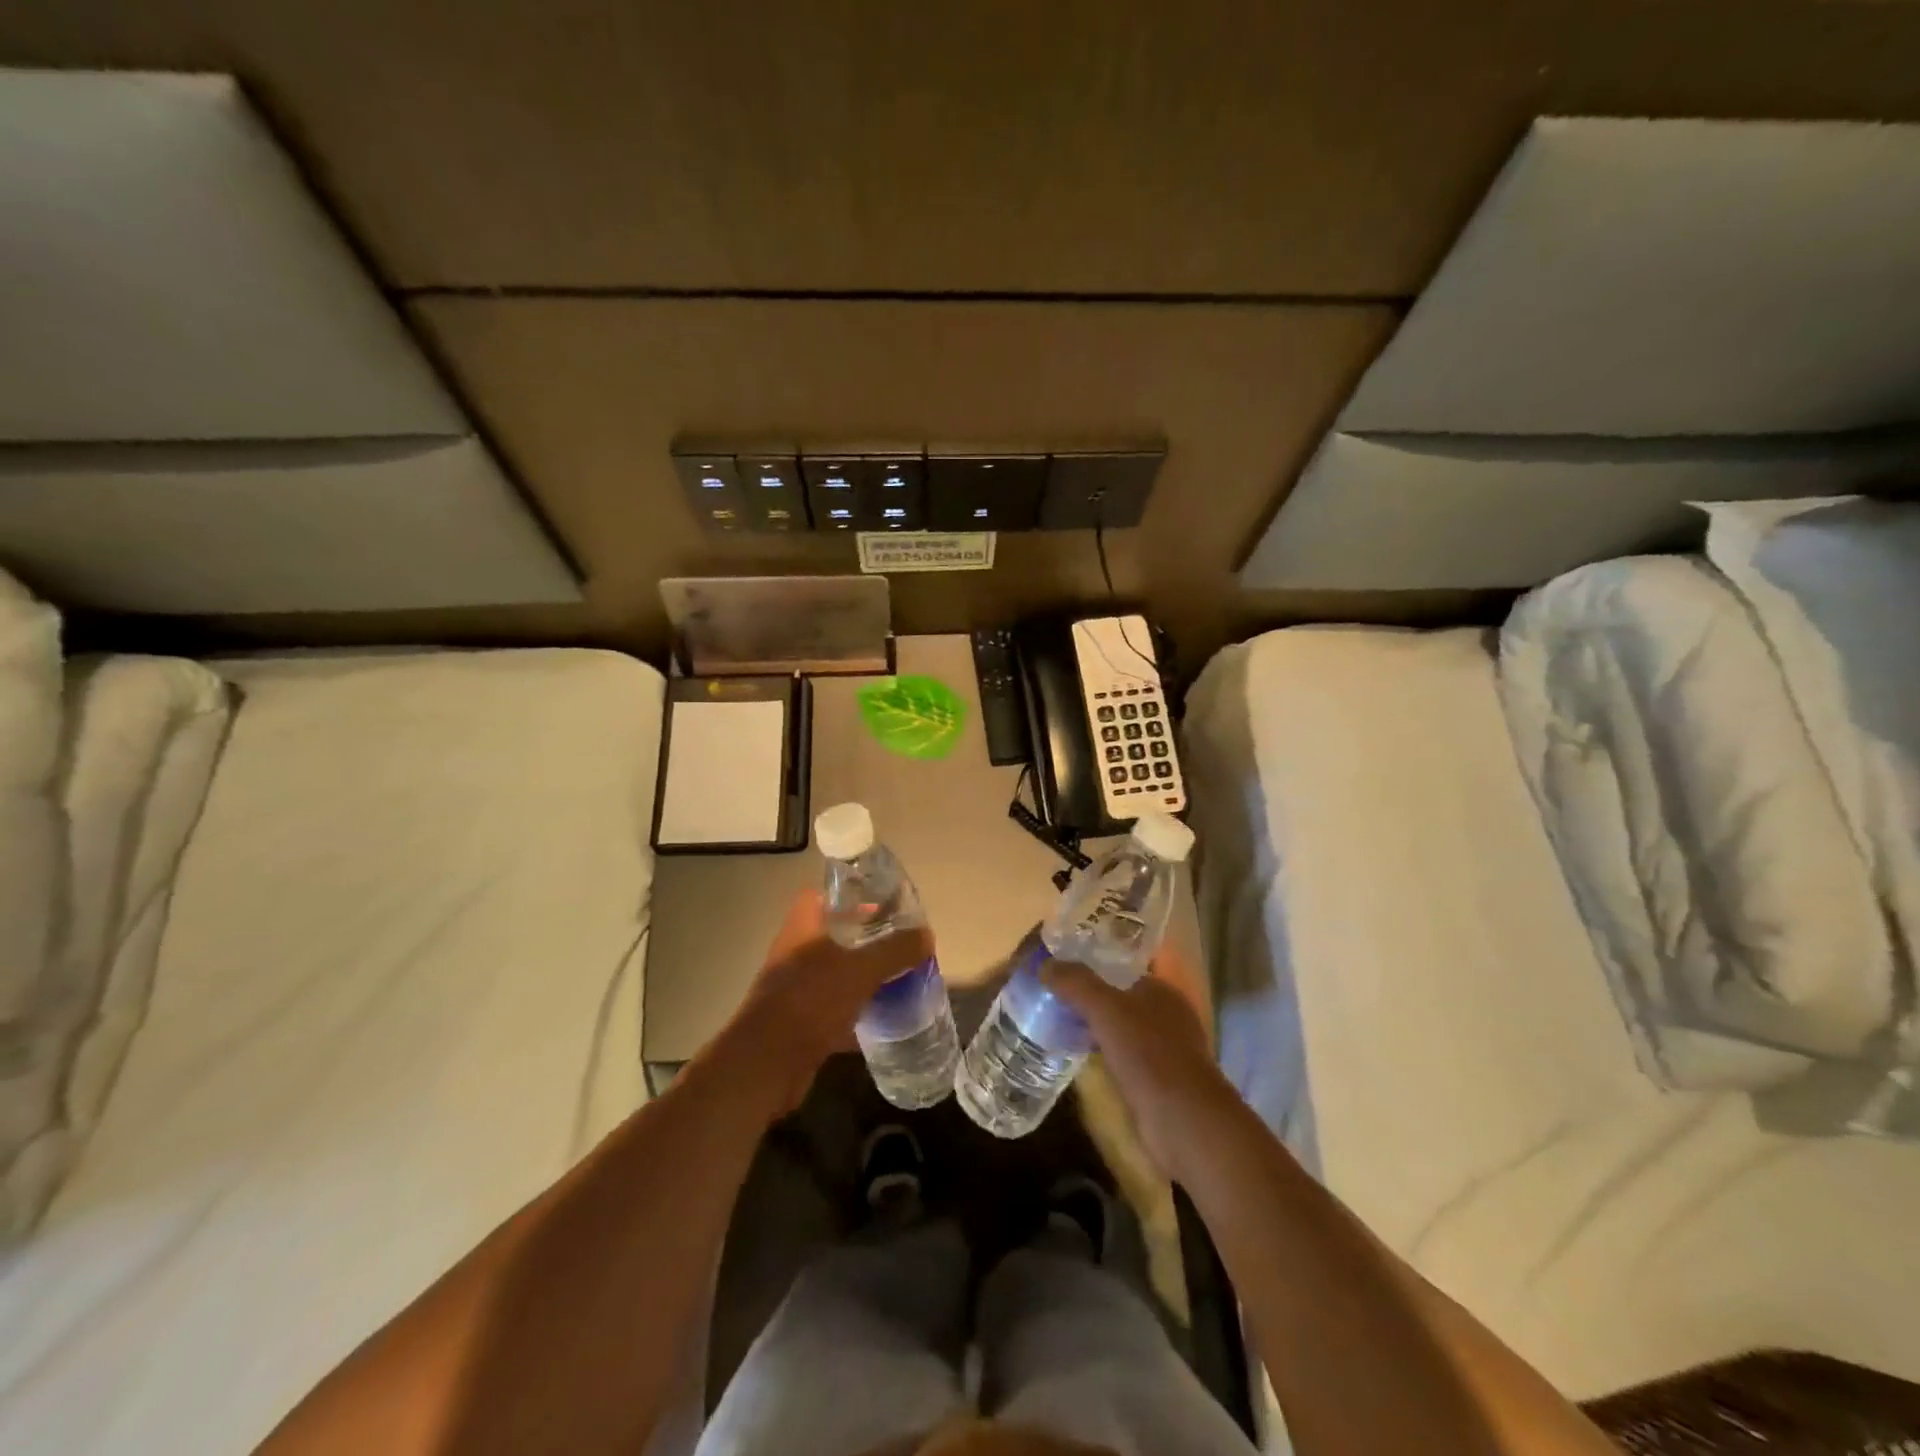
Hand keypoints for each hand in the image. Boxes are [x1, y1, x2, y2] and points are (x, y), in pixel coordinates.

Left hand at [722, 890, 935, 1113]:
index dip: (855, 896)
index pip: (827, 895)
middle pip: (837, 935)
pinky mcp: (802, 1021)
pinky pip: (837, 1009)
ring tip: (903, 977)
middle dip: (870, 939)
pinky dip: (860, 1012)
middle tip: (903, 943)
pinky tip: (887, 1017)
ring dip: (867, 976)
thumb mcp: (861, 969)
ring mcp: (797, 988)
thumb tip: (926, 935)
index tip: (886, 905)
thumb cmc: (810, 1000)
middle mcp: (797, 951)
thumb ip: (895, 949)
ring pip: (839, 973)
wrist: (767, 1064)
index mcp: (804, 926)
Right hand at [1043, 948, 1231, 1180]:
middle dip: (1091, 992)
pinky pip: (1122, 1054)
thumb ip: (1077, 983)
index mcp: (1162, 989)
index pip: (1127, 964)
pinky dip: (1102, 1050)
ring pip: (1122, 1026)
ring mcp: (1165, 1049)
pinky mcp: (1157, 1080)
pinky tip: (1077, 1053)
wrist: (1183, 1121)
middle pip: (1122, 995)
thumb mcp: (1106, 1009)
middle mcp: (1167, 1014)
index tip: (1064, 961)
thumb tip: (1045, 964)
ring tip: (1057, 1017)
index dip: (1097, 959)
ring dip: (1095, 1023)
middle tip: (1053, 989)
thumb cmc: (1148, 1053)